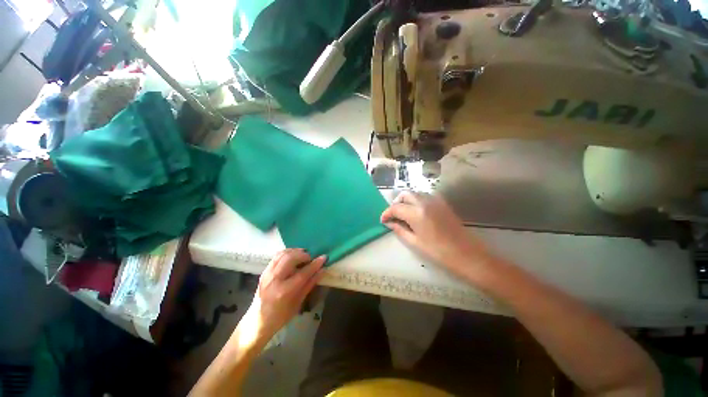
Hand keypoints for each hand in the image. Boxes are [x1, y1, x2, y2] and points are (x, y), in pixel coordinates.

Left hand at [246, 249, 324, 341]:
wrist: (256, 322)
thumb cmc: (280, 316)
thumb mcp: (298, 303)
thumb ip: (310, 284)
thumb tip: (322, 270)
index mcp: (284, 291)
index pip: (303, 273)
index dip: (315, 264)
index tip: (324, 257)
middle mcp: (274, 279)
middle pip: (291, 258)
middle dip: (304, 255)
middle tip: (311, 258)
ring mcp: (267, 274)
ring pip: (283, 254)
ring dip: (295, 251)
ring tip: (303, 255)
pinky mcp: (264, 271)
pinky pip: (277, 256)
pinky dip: (287, 253)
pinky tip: (293, 256)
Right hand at [380, 191, 490, 278]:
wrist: (467, 254)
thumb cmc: (438, 252)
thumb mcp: (414, 242)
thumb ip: (399, 229)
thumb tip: (389, 222)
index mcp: (417, 213)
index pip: (395, 207)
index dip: (387, 213)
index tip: (383, 220)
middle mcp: (425, 202)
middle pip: (405, 194)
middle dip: (396, 203)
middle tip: (393, 215)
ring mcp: (435, 200)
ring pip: (415, 193)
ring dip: (406, 200)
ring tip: (403, 214)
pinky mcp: (442, 203)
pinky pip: (425, 196)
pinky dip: (416, 200)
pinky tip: (416, 212)